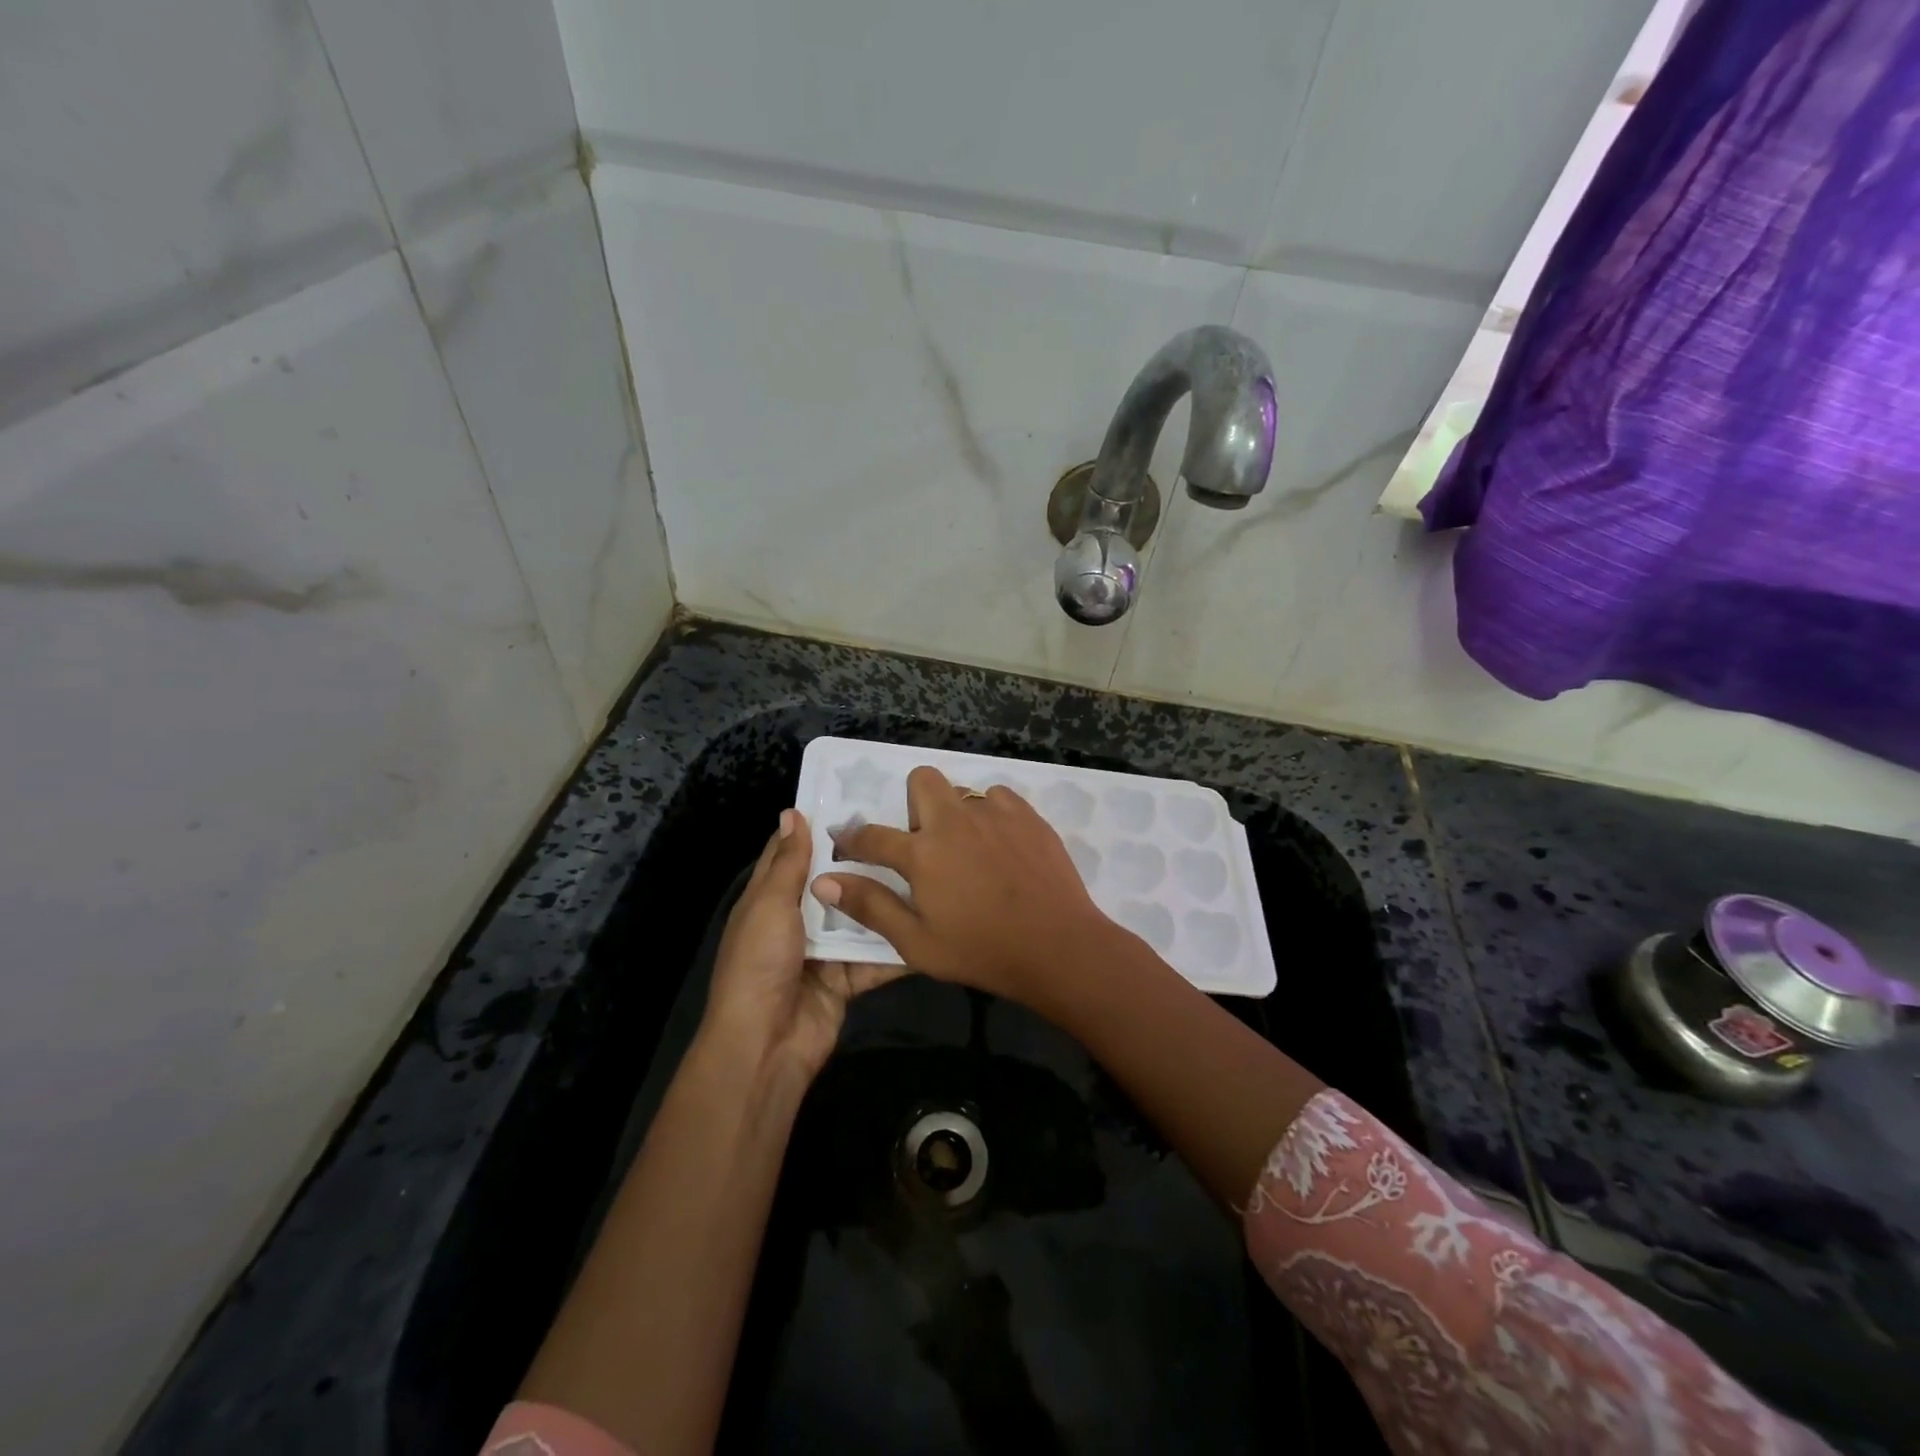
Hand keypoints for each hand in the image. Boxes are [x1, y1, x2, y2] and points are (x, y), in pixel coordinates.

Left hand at [703, 809, 902, 1080]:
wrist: (766, 1043)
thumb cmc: (760, 962)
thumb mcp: (769, 904)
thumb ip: (788, 862)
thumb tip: (791, 811)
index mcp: (770, 899)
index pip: (794, 853)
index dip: (818, 826)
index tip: (857, 797)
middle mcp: (798, 920)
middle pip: (834, 882)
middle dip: (863, 860)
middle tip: (906, 827)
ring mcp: (824, 950)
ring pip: (860, 917)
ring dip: (886, 900)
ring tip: (927, 867)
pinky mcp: (848, 978)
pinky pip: (876, 957)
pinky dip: (898, 947)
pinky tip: (931, 923)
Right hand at [812, 766, 1115, 1005]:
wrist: (1058, 947)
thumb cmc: (982, 952)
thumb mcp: (917, 942)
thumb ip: (870, 906)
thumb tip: (824, 881)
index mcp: (922, 853)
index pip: (871, 836)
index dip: (852, 840)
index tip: (847, 845)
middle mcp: (954, 821)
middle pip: (921, 779)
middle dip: (914, 803)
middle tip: (927, 844)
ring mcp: (995, 814)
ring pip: (963, 790)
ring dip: (957, 813)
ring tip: (970, 849)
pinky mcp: (1028, 816)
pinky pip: (1000, 798)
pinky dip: (993, 815)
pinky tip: (1002, 846)